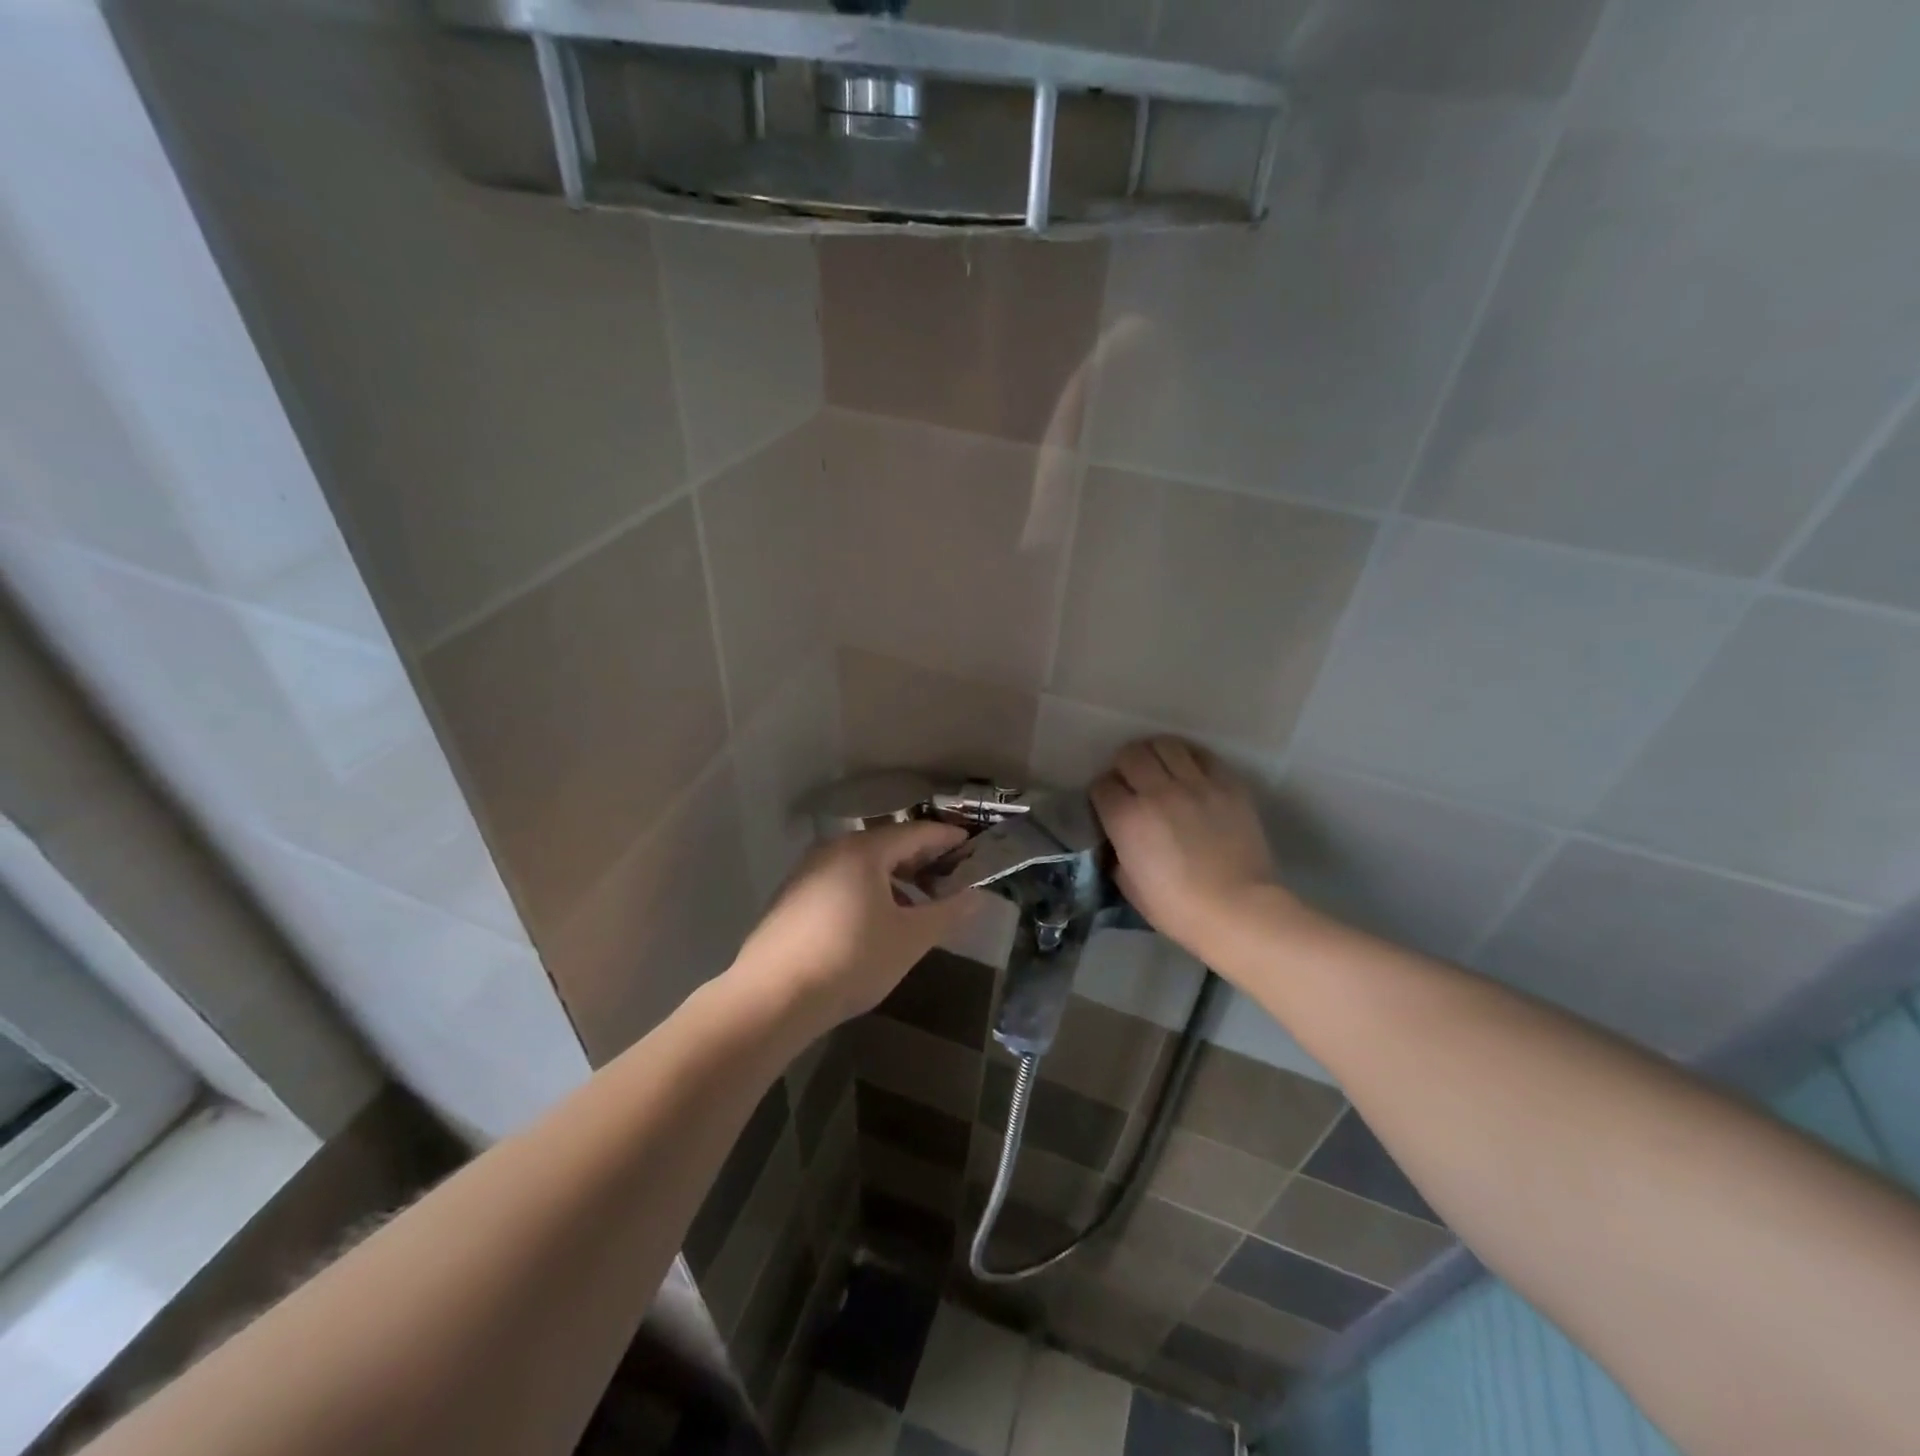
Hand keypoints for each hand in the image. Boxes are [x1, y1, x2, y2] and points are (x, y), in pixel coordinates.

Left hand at [730, 821, 970, 1032]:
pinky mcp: (792, 898)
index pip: (917, 832)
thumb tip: (977, 896)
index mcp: (864, 850)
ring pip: (863, 864)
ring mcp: (808, 872)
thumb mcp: (909, 939)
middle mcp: (833, 850)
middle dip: (922, 859)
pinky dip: (868, 890)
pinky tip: (878, 920)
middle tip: (952, 877)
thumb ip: (947, 913)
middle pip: (888, 844)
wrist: (772, 998)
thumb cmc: (851, 960)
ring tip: (919, 902)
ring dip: (895, 878)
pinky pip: (841, 881)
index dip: (948, 839)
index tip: (974, 847)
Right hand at [1091, 737, 1284, 956]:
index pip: (1102, 785)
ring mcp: (1195, 784)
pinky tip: (1190, 773)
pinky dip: (1190, 759)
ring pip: (1165, 744)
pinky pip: (1203, 755)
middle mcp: (1157, 792)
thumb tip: (1117, 838)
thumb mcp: (1129, 885)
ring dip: (1156, 755)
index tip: (1109, 806)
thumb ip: (1117, 853)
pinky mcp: (1227, 784)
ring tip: (1160, 769)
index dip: (1102, 795)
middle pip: (1130, 754)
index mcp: (1127, 819)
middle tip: (1132, 782)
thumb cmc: (1178, 908)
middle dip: (1125, 766)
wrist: (1238, 910)